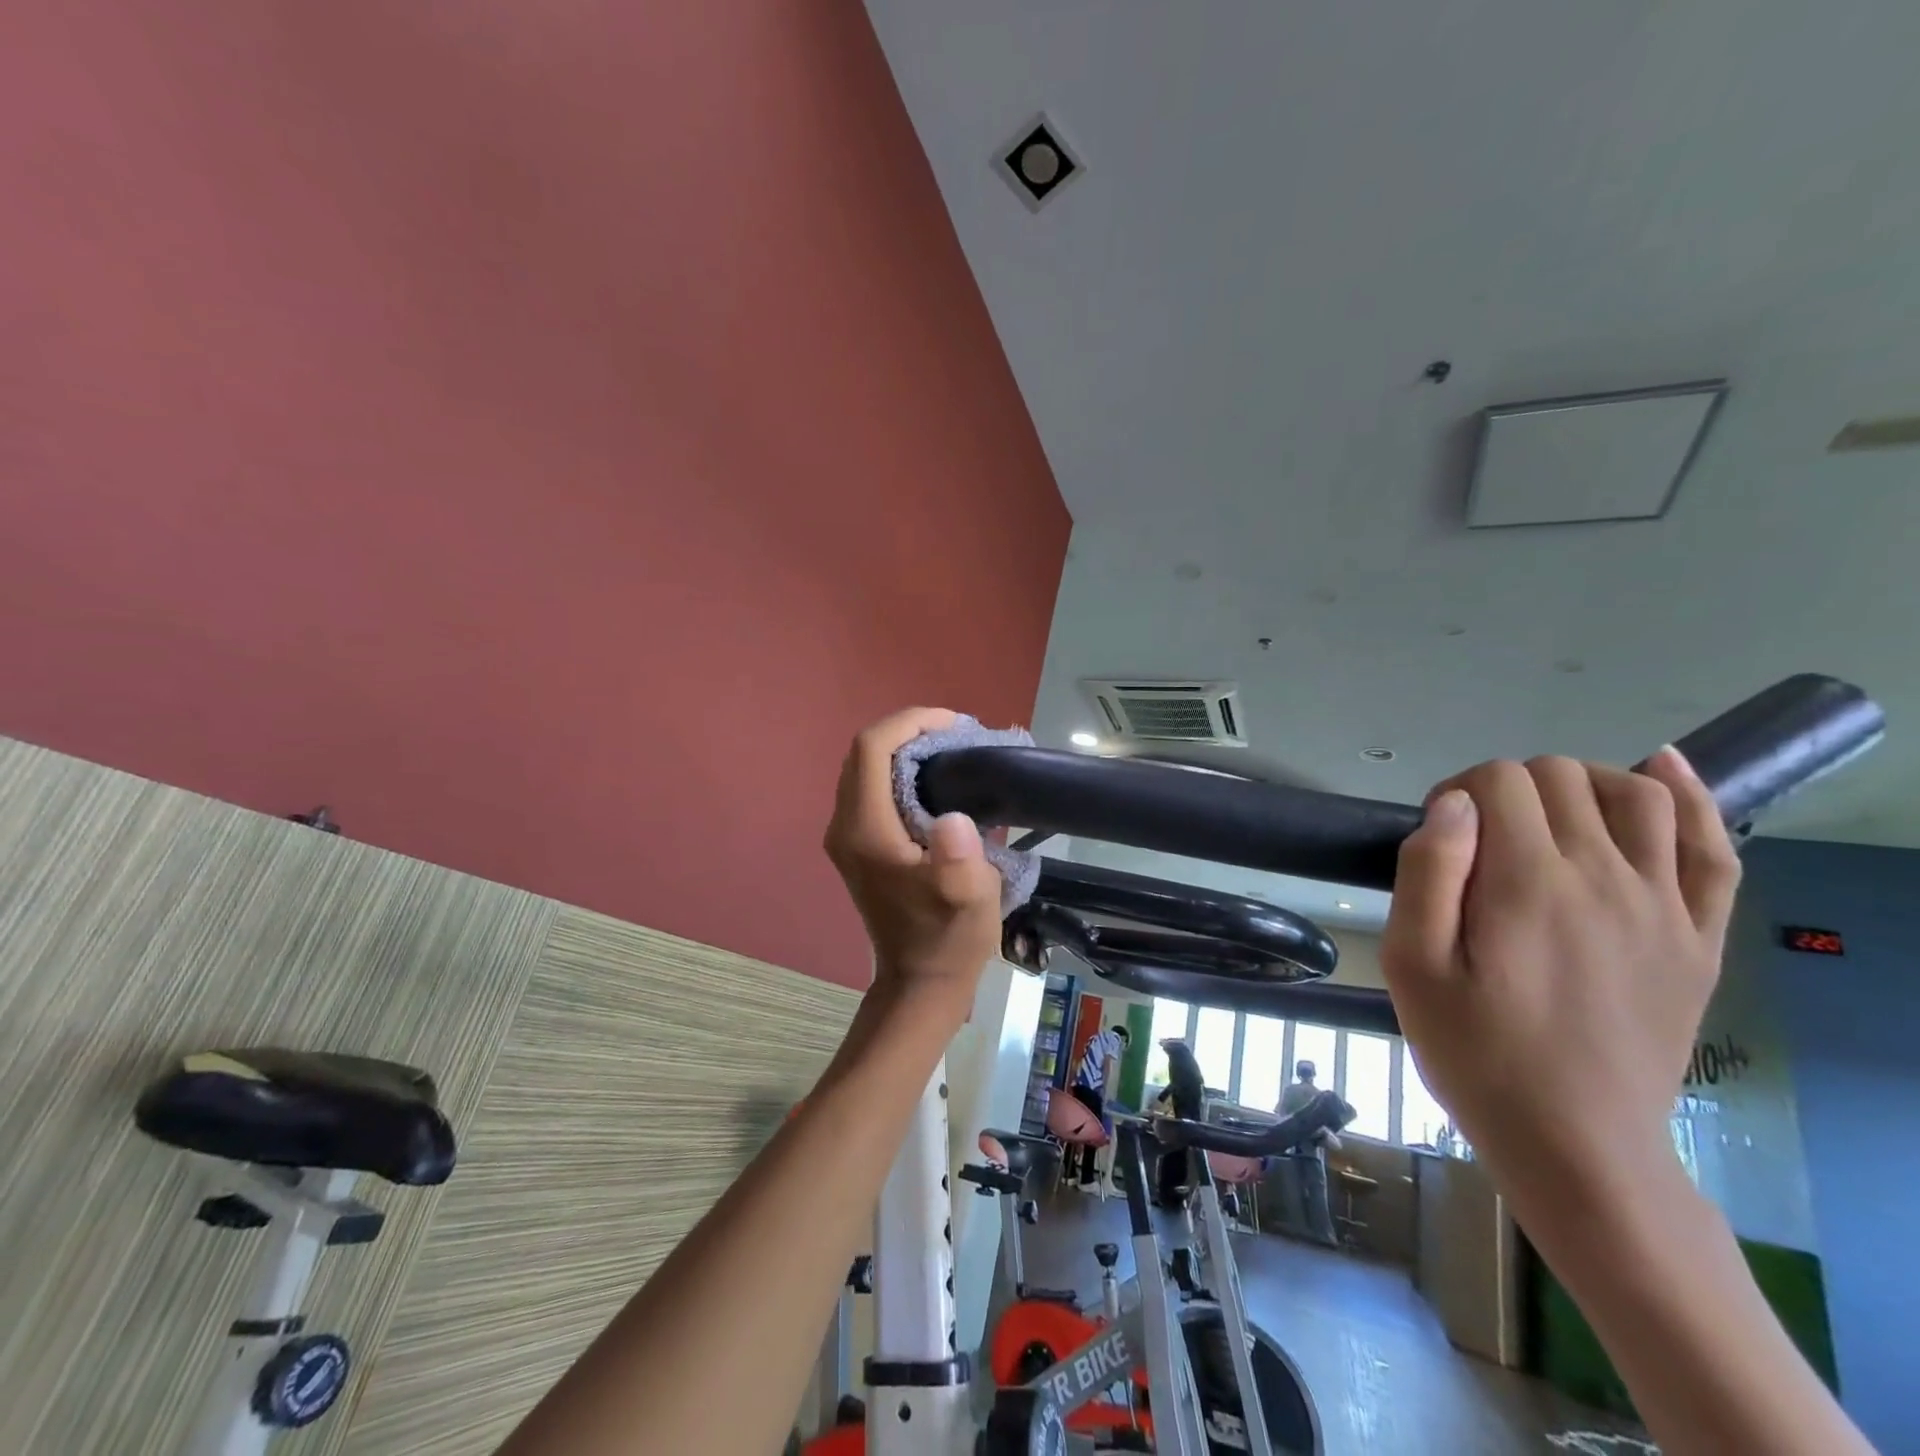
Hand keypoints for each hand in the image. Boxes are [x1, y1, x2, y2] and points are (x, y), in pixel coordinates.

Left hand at [824, 708, 1004, 1017]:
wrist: (920, 981)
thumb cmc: (947, 938)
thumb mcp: (968, 900)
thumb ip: (959, 860)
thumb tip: (954, 820)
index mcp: (865, 830)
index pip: (871, 749)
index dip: (910, 723)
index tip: (954, 725)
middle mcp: (845, 826)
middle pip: (863, 752)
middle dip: (908, 731)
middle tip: (956, 736)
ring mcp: (846, 836)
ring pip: (864, 768)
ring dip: (903, 749)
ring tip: (950, 752)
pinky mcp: (856, 845)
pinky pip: (869, 788)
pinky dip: (898, 770)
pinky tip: (934, 781)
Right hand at [1380, 748, 1739, 1204]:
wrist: (1575, 1142)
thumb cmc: (1475, 1051)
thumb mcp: (1411, 965)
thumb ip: (1427, 873)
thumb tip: (1452, 804)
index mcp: (1528, 883)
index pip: (1499, 782)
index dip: (1456, 791)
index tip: (1437, 836)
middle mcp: (1605, 878)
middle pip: (1562, 778)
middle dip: (1508, 786)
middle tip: (1478, 838)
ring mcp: (1664, 907)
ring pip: (1639, 795)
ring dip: (1583, 781)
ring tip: (1548, 810)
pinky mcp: (1698, 938)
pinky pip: (1713, 849)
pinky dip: (1691, 797)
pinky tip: (1662, 770)